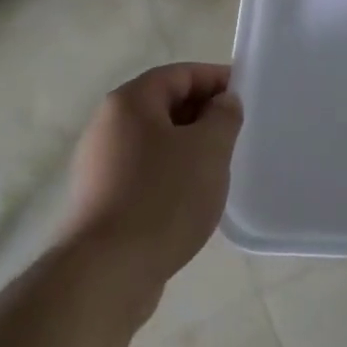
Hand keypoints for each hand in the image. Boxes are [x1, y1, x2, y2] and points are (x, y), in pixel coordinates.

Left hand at [61, 63, 241, 310]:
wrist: (107, 272)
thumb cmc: (163, 197)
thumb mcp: (209, 149)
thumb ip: (224, 116)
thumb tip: (223, 102)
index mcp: (130, 102)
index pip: (180, 74)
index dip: (216, 79)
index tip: (246, 96)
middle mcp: (107, 125)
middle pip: (164, 105)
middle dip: (203, 113)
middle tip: (237, 132)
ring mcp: (100, 164)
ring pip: (155, 140)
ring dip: (189, 146)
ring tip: (219, 166)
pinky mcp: (101, 199)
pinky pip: (144, 171)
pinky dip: (172, 173)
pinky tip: (192, 197)